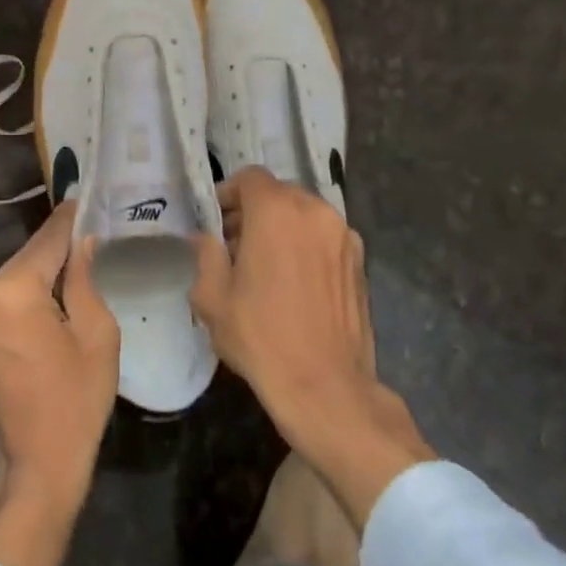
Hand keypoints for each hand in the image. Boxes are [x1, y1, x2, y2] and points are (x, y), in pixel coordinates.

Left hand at [0, 200, 118, 565]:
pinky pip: (5, 295)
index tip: (88, 197)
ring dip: (44, 267)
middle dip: (59, 245)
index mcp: (13, 292)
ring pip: (16, 274)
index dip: (71, 219)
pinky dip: (29, 288)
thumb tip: (82, 243)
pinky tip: (56, 286)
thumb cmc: (77, 401)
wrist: (37, 464)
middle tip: (92, 228)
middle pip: (28, 256)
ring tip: (80, 255)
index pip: (47, 240)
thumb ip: (84, 279)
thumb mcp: (97, 334)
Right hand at [191, 167, 432, 525]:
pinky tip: (293, 284)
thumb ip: (206, 255)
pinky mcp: (361, 263)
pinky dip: (305, 247)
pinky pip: (325, 239)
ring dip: (281, 229)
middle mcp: (316, 213)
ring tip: (264, 267)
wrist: (325, 386)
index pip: (250, 178)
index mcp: (278, 212)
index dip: (228, 193)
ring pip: (304, 216)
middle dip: (253, 212)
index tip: (215, 221)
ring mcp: (345, 237)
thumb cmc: (261, 337)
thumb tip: (205, 238)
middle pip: (279, 194)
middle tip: (233, 245)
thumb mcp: (212, 298)